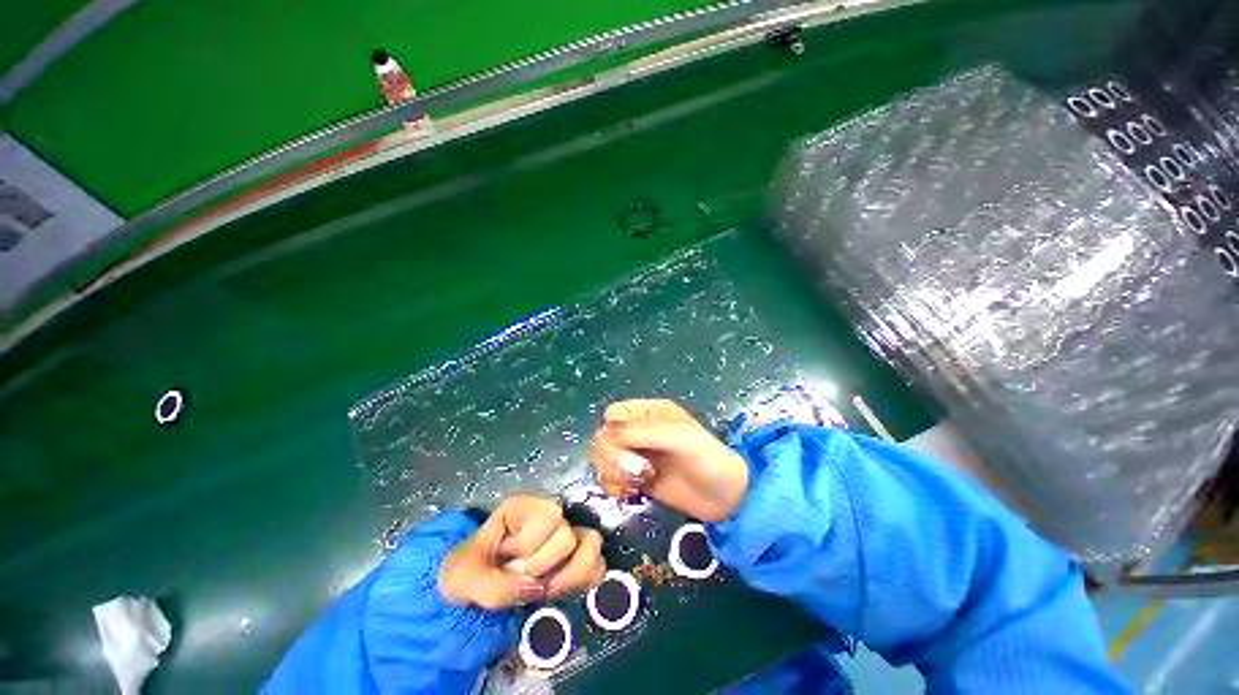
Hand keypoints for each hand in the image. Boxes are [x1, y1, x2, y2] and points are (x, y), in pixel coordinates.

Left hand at [438, 494, 604, 608]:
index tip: (507, 566)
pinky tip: (561, 593)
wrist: (467, 593)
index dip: (531, 549)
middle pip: (568, 535)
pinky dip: (584, 582)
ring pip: (591, 543)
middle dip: (544, 566)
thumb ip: (493, 587)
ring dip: (570, 575)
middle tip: (523, 580)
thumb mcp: (463, 579)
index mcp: (523, 507)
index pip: (549, 517)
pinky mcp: (573, 556)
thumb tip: (535, 588)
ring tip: (546, 590)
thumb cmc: (464, 574)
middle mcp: (548, 514)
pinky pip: (597, 564)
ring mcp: (564, 534)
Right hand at [590, 399, 748, 521]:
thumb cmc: (706, 458)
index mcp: (649, 413)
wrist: (726, 498)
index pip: (613, 413)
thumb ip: (641, 431)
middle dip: (614, 456)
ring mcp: (636, 455)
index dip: (613, 430)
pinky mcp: (636, 478)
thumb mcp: (677, 436)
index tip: (630, 447)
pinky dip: (614, 487)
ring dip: (614, 472)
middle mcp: (639, 431)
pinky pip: (609, 479)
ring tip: (641, 481)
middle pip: (603, 437)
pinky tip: (633, 493)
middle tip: (640, 470)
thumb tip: (604, 433)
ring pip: (602, 458)